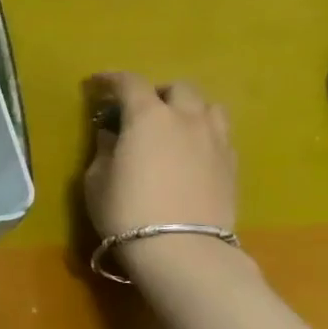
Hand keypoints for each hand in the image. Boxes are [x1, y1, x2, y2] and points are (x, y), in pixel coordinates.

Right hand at [84, 73, 236, 237]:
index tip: (95, 85)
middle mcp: (187, 118)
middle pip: (177, 88)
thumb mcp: (97, 179)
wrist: (181, 248)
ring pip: (207, 107)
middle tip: (137, 110)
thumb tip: (112, 136)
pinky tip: (189, 151)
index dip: (110, 80)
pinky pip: (219, 133)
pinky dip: (202, 132)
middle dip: (156, 93)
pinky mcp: (232, 163)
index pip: (130, 83)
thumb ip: (105, 150)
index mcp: (148, 117)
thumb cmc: (126, 210)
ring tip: (171, 127)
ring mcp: (216, 139)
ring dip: (187, 109)